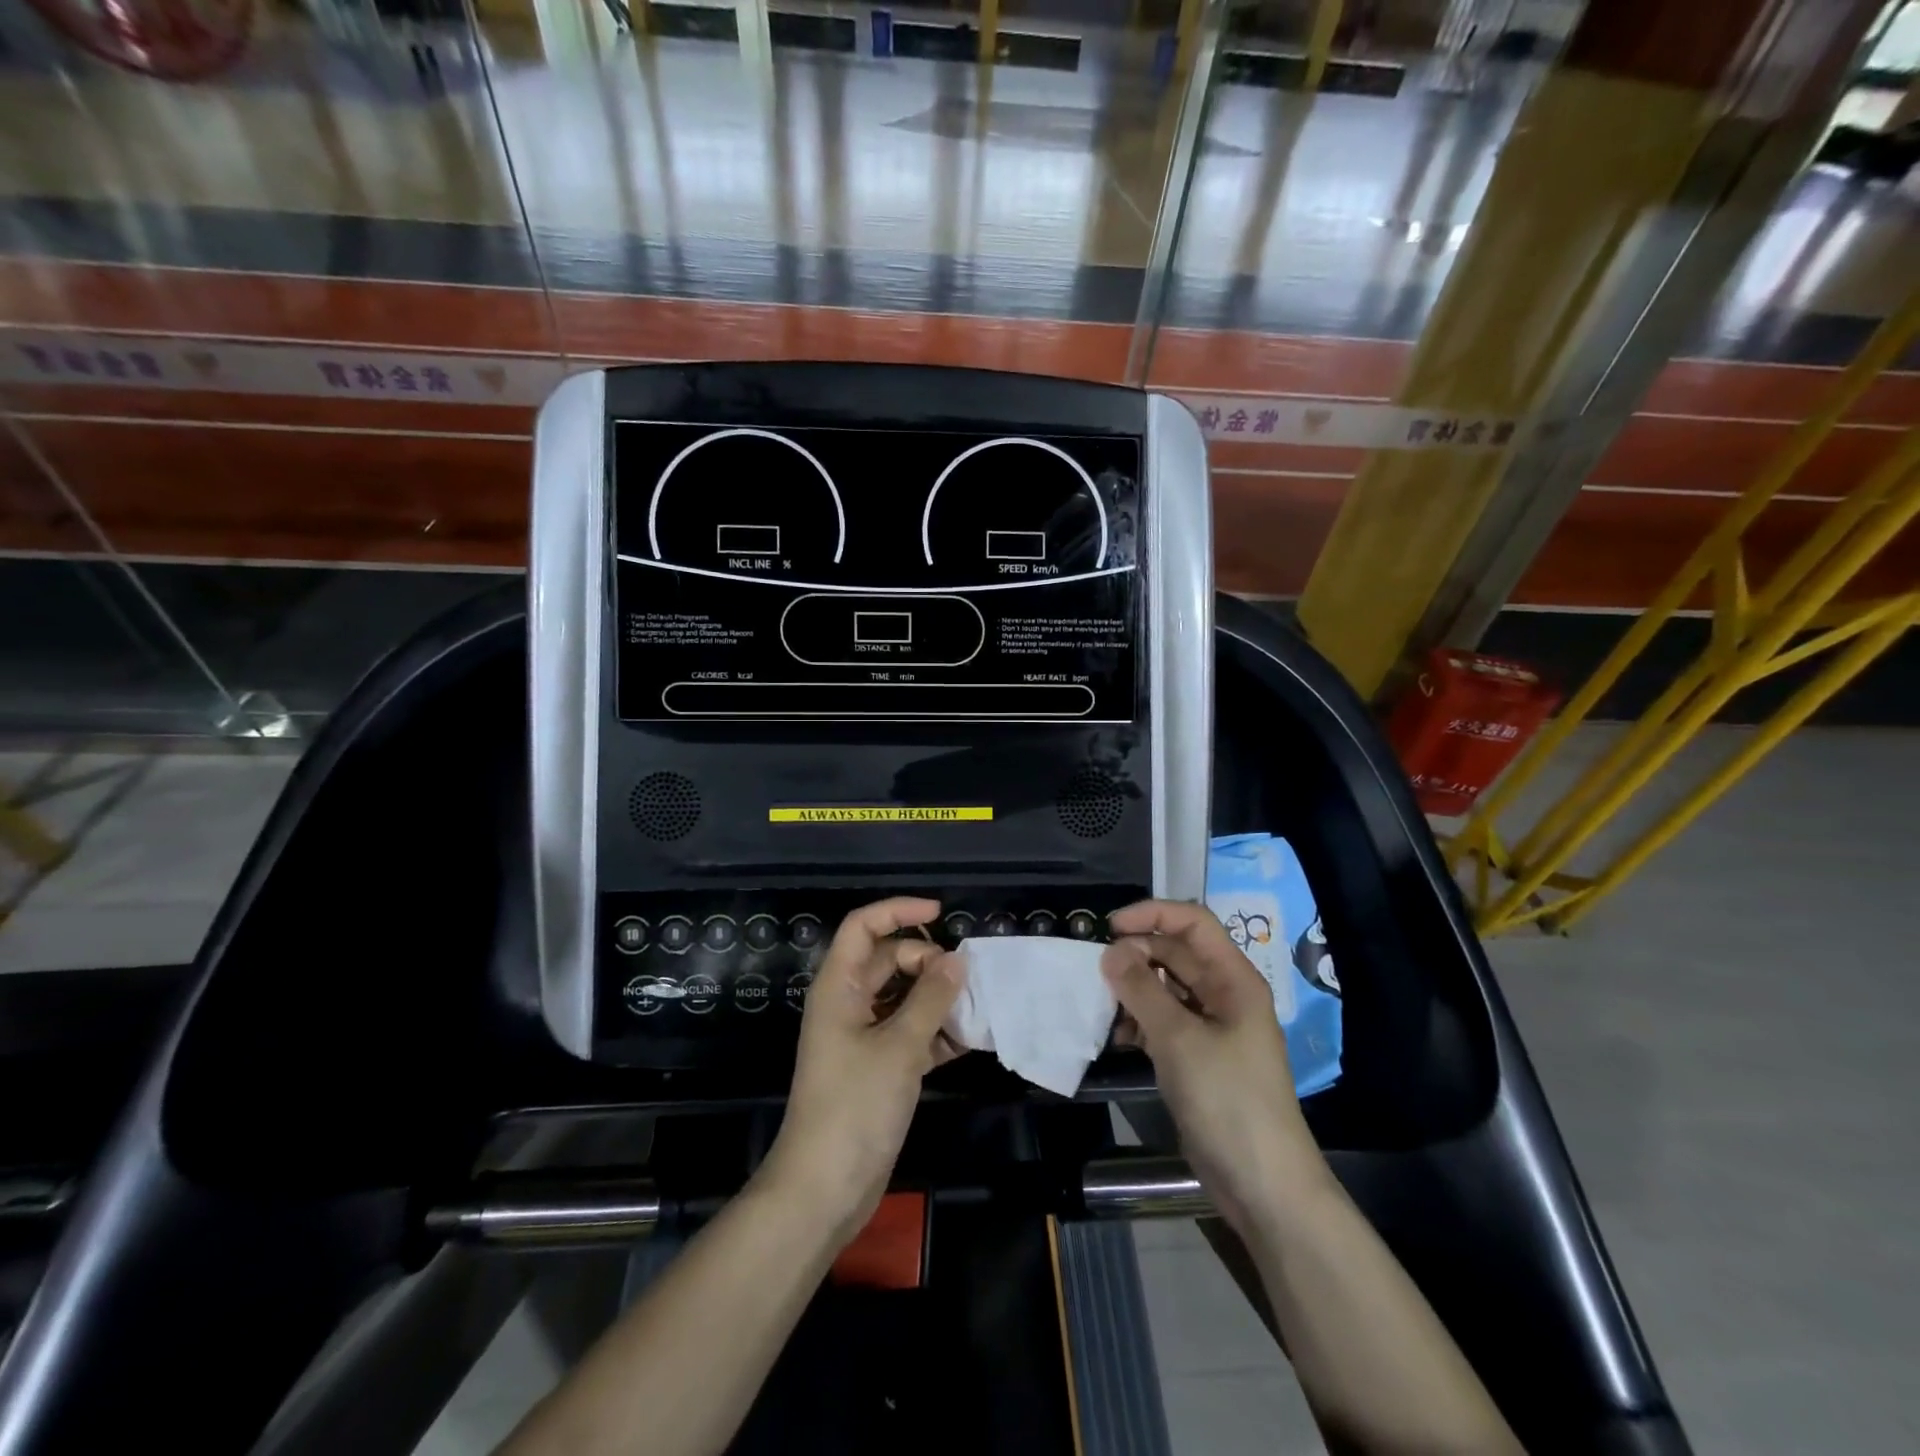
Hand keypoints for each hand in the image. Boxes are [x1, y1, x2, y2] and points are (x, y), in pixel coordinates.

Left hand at [760, 897, 964, 1243]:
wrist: (824, 1188)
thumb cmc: (855, 1106)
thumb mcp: (899, 1047)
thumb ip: (931, 999)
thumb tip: (957, 960)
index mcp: (839, 986)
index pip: (863, 927)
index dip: (898, 911)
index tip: (940, 914)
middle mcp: (847, 1003)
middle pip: (888, 960)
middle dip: (926, 961)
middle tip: (963, 979)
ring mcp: (861, 1036)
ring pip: (902, 997)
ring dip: (936, 997)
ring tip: (975, 1005)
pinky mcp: (877, 1066)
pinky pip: (909, 1031)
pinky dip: (935, 1031)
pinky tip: (968, 1040)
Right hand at [1102, 900, 1327, 1236]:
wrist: (1262, 1184)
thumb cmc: (1227, 1099)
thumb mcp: (1179, 1039)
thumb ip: (1141, 990)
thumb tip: (1110, 952)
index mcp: (1233, 979)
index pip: (1193, 923)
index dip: (1152, 915)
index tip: (1110, 927)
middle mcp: (1223, 995)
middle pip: (1175, 954)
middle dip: (1136, 955)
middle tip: (1098, 973)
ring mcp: (1211, 1028)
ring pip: (1165, 988)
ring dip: (1133, 990)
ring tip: (1105, 1008)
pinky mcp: (1197, 1057)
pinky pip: (1163, 1021)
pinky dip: (1139, 1021)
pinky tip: (1119, 1038)